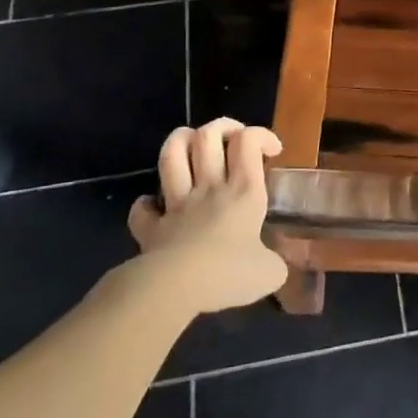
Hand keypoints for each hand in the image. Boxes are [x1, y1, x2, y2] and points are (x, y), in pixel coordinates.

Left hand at [128, 119, 287, 312]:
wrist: (176, 289)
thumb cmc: (229, 274)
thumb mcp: (270, 273)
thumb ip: (275, 262)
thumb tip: (274, 266)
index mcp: (244, 191)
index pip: (249, 141)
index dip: (261, 135)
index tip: (272, 151)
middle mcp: (210, 188)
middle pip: (208, 136)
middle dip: (222, 127)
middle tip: (233, 139)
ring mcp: (177, 204)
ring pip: (172, 155)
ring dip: (180, 142)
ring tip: (191, 145)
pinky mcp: (152, 228)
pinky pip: (143, 209)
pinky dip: (147, 204)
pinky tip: (155, 207)